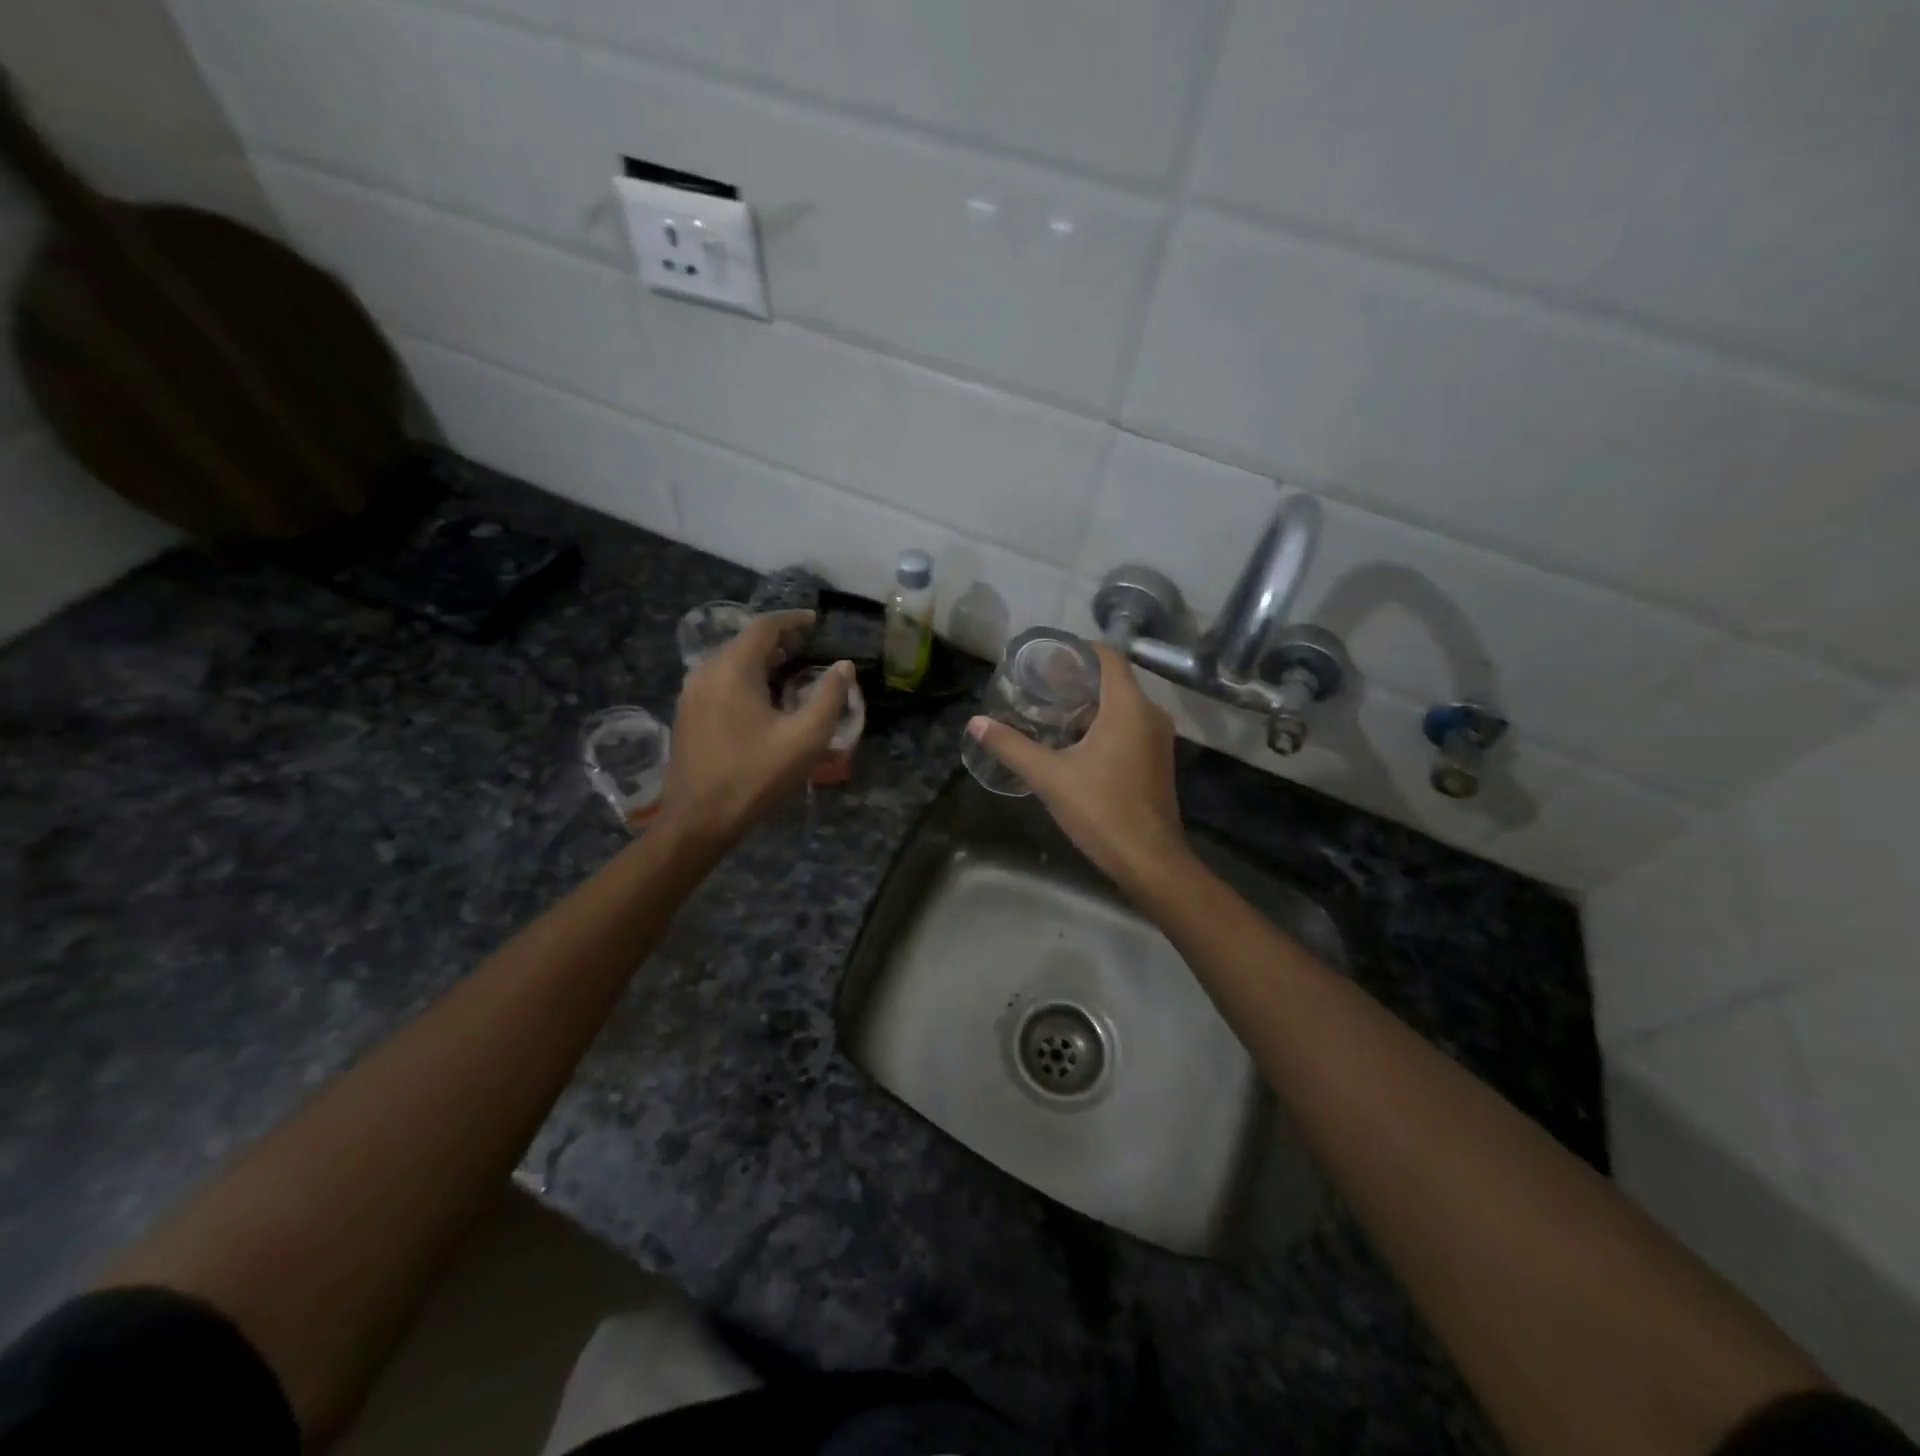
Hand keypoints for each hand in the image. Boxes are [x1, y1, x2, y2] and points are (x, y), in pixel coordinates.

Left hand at [661, 610, 852, 844]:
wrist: (698, 820)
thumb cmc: (755, 776)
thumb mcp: (805, 737)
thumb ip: (829, 697)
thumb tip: (843, 666)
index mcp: (733, 670)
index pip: (764, 627)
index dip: (792, 620)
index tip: (816, 622)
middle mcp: (706, 672)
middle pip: (744, 642)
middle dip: (778, 640)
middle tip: (809, 648)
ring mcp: (691, 694)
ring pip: (730, 662)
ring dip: (761, 660)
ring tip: (791, 671)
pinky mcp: (686, 715)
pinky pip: (719, 681)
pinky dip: (745, 678)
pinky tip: (763, 700)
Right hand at [967, 643, 1191, 894]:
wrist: (1149, 860)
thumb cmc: (1101, 810)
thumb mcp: (1049, 777)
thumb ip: (1012, 746)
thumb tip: (976, 723)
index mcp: (1128, 707)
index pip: (1109, 657)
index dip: (1078, 650)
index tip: (1048, 657)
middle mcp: (1150, 715)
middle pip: (1114, 680)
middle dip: (1077, 679)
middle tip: (1040, 686)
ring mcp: (1157, 739)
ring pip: (1122, 706)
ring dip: (1089, 705)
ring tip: (1051, 712)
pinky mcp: (1156, 760)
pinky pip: (1129, 727)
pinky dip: (1103, 725)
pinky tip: (1074, 743)